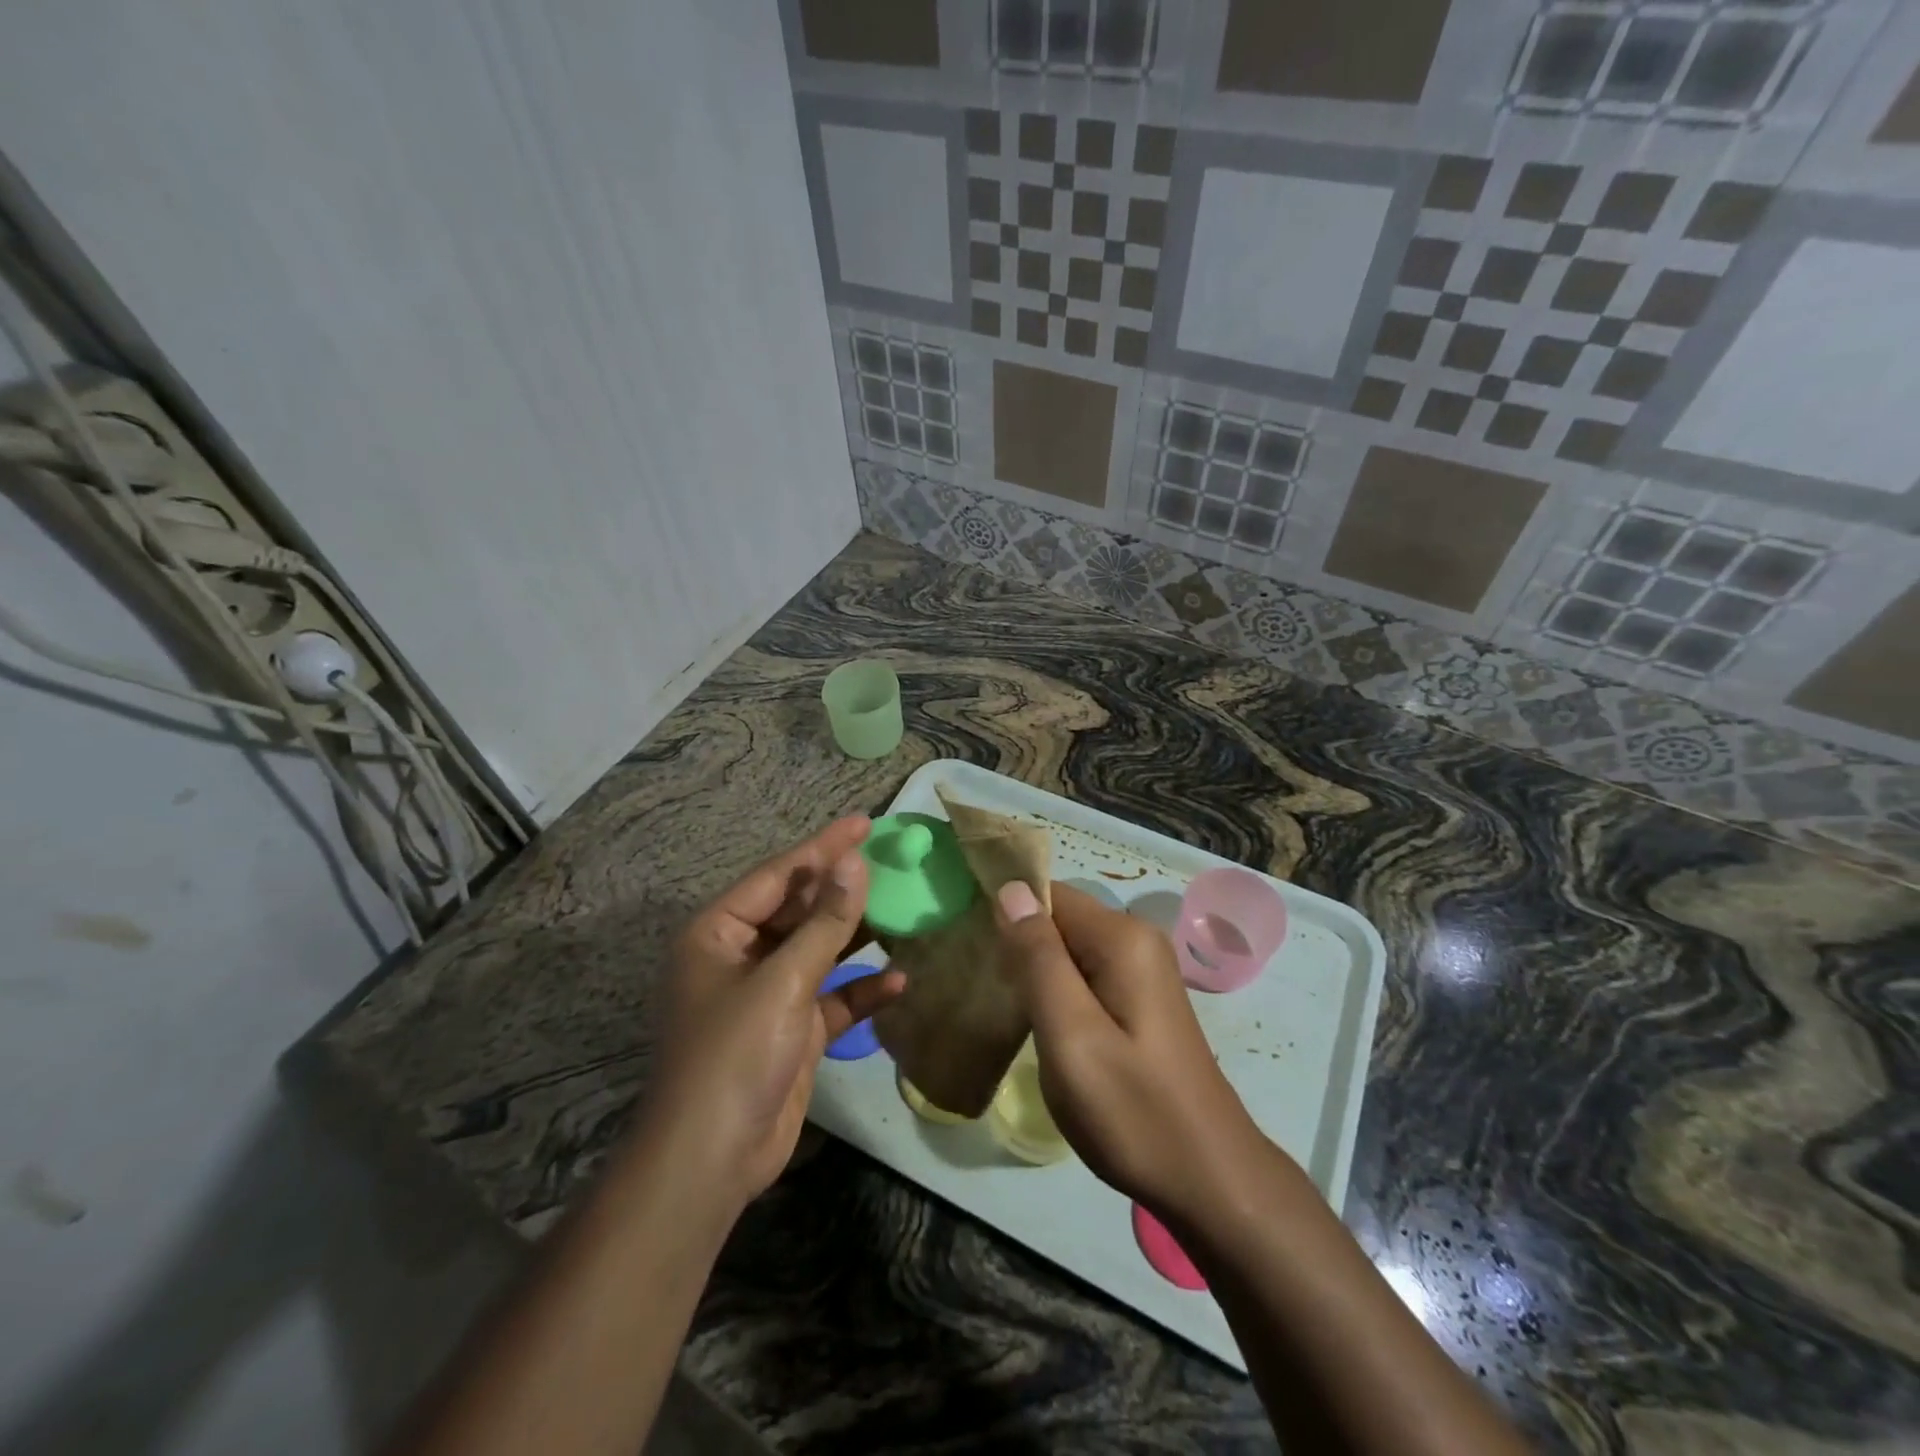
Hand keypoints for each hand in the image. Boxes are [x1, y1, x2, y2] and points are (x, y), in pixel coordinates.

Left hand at [633, 817, 903, 1214]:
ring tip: (905, 909)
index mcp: (718, 933)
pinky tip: (900, 980)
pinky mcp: (792, 1029)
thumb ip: (825, 922)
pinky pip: (832, 997)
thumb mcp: (783, 981)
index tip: (866, 822)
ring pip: (819, 950)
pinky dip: (861, 989)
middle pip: (799, 909)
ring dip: (857, 936)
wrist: (712, 1161)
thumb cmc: (735, 1055)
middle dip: (844, 889)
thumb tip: (855, 862)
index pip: (778, 875)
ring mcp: (768, 994)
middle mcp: (741, 956)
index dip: (823, 847)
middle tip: (892, 861)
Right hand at [995, 881, 1263, 1223]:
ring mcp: (1142, 971)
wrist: (1210, 1181)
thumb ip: (1038, 959)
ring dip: (1033, 971)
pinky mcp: (1140, 1000)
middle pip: (1058, 920)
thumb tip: (1010, 889)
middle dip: (1017, 944)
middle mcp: (1136, 940)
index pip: (1048, 894)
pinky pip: (1085, 975)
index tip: (965, 943)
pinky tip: (1035, 1025)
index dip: (1004, 911)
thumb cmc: (1134, 1110)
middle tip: (977, 985)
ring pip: (1068, 950)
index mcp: (1122, 938)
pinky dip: (1055, 992)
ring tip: (997, 1006)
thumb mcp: (1071, 1035)